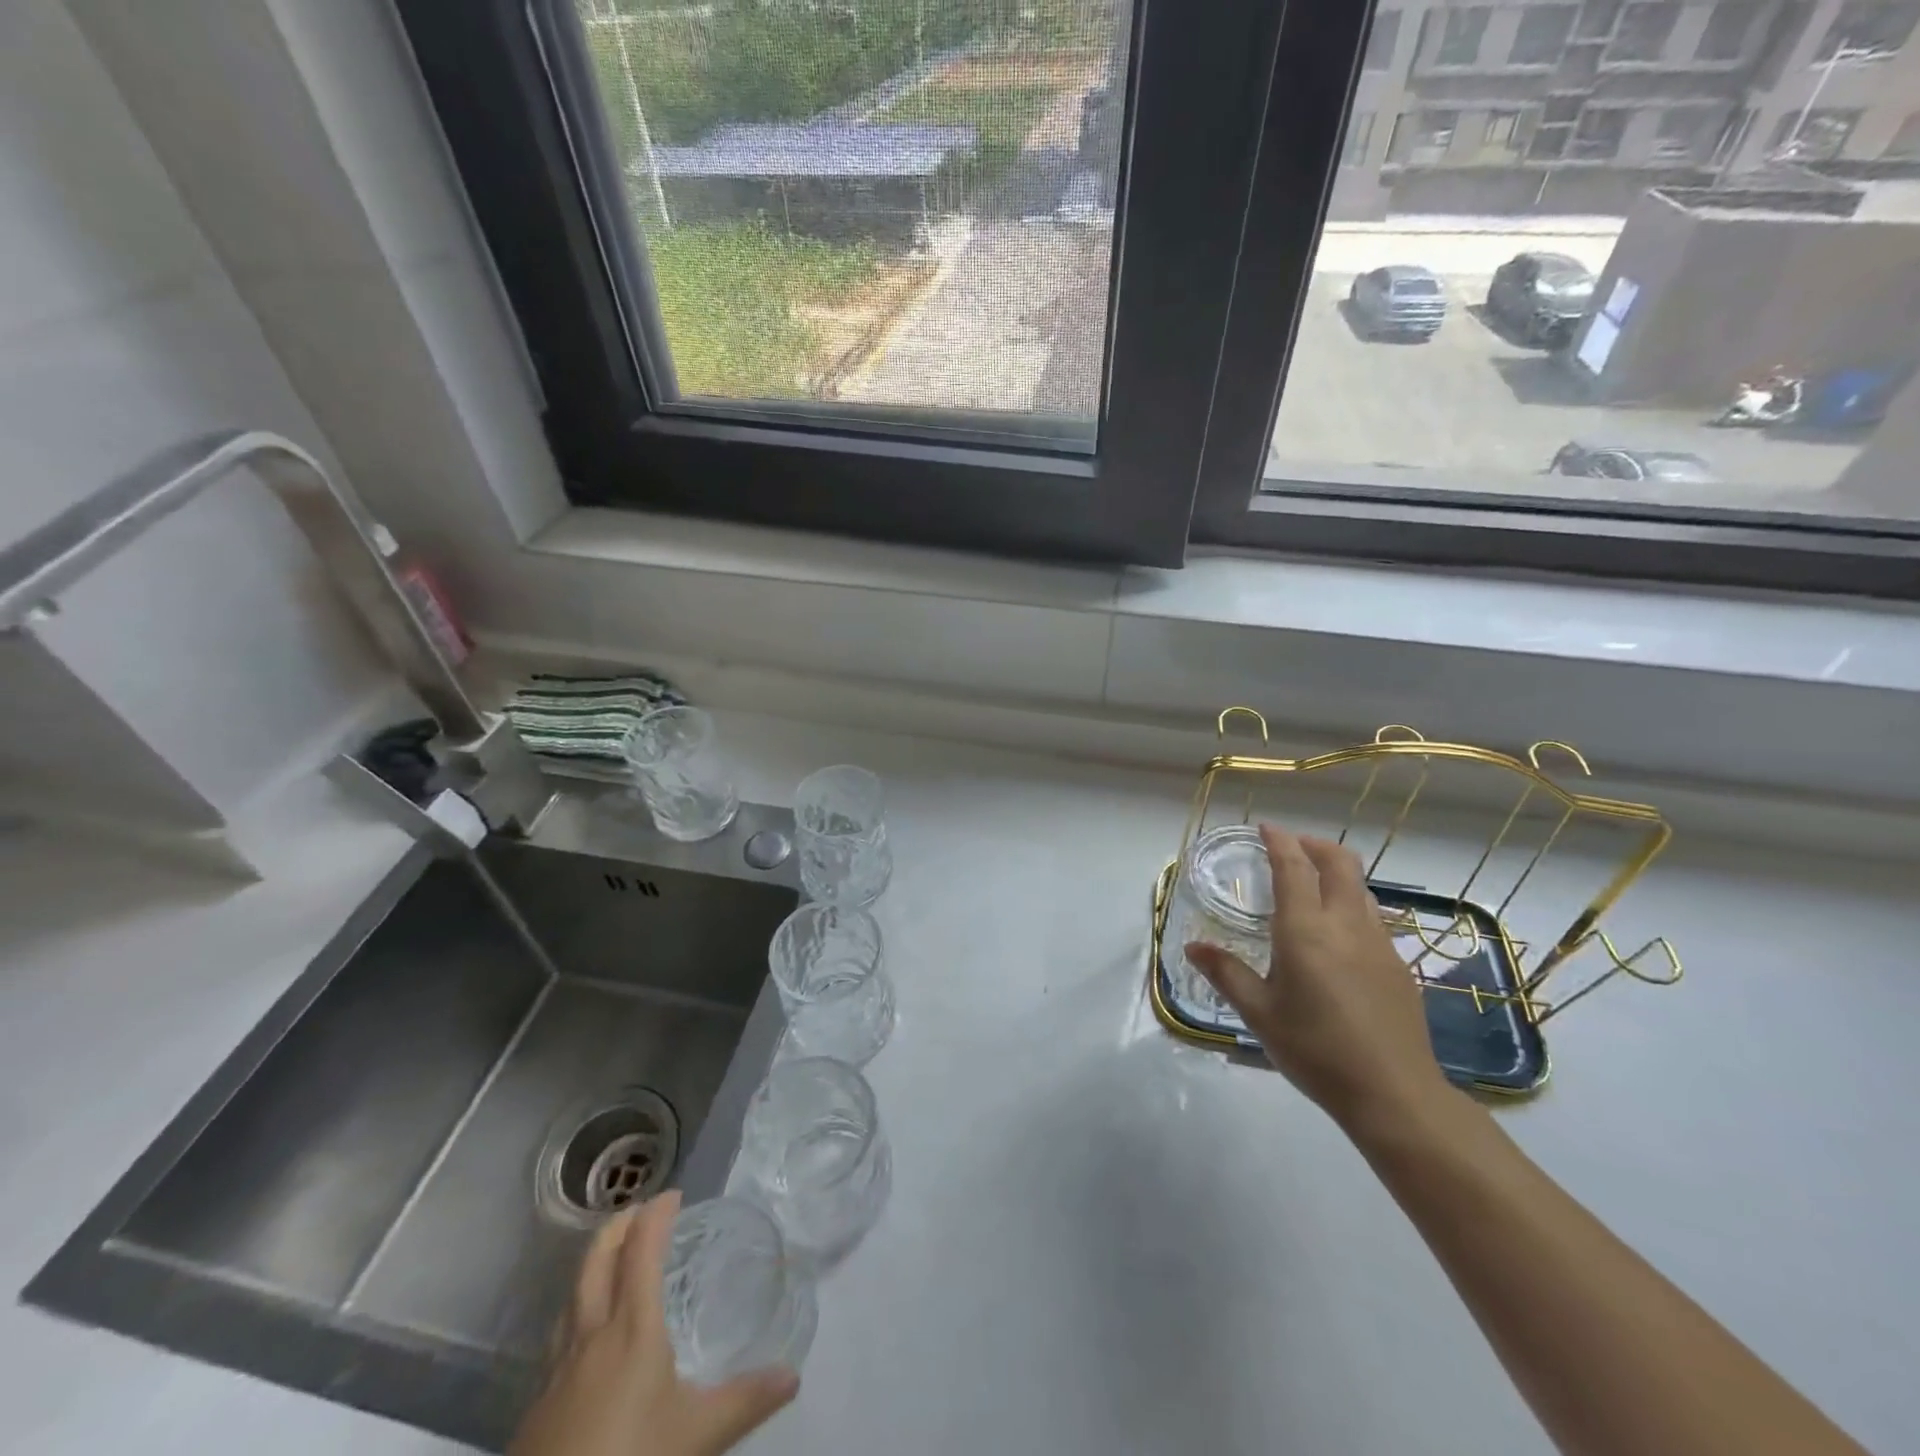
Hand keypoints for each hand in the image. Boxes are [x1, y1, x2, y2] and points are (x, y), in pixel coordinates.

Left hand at [510, 1191, 797, 1455]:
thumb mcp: (698, 1437)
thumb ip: (746, 1401)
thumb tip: (793, 1375)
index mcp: (632, 1328)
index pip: (641, 1251)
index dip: (655, 1215)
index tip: (674, 1194)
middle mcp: (591, 1335)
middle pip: (596, 1260)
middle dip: (618, 1225)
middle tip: (641, 1210)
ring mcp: (557, 1370)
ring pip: (571, 1295)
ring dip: (594, 1263)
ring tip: (615, 1259)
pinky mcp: (537, 1405)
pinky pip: (560, 1335)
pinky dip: (578, 1309)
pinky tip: (589, 1336)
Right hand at [1185, 822, 1449, 1131]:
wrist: (1394, 1094)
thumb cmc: (1315, 1050)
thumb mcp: (1259, 1013)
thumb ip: (1226, 973)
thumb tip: (1192, 946)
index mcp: (1306, 930)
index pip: (1294, 868)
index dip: (1279, 841)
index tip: (1265, 828)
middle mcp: (1346, 925)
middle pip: (1339, 862)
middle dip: (1314, 845)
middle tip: (1290, 848)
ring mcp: (1379, 943)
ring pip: (1360, 888)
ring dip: (1335, 873)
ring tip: (1312, 886)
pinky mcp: (1397, 965)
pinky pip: (1372, 917)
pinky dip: (1350, 903)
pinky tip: (1336, 935)